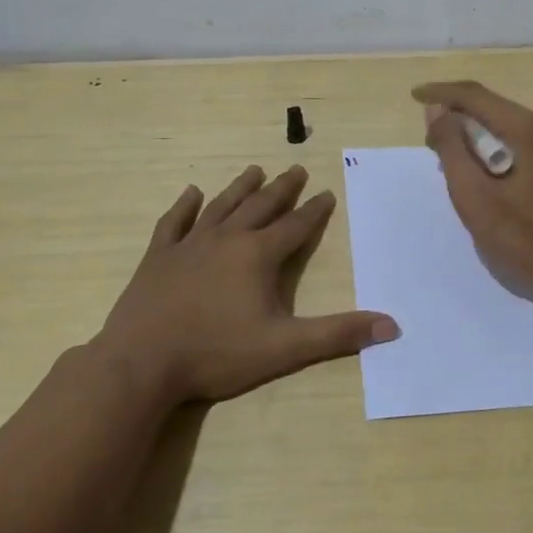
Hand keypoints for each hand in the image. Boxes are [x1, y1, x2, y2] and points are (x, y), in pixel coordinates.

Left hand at [95, 165, 398, 405]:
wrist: (141, 363)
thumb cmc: (216, 353)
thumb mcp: (285, 347)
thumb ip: (338, 334)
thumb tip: (391, 326)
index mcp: (258, 256)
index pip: (295, 226)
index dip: (314, 210)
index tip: (327, 192)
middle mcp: (227, 239)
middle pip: (261, 206)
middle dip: (282, 188)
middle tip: (297, 169)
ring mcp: (189, 245)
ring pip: (221, 206)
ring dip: (240, 187)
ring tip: (255, 170)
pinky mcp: (158, 257)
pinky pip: (175, 222)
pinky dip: (185, 206)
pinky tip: (192, 193)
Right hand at [413, 81, 532, 315]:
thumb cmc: (526, 240)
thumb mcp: (475, 196)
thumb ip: (452, 149)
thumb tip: (437, 110)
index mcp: (528, 128)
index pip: (475, 96)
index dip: (441, 94)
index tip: (413, 96)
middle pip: (492, 109)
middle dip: (457, 118)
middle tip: (429, 144)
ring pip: (507, 129)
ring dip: (475, 138)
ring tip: (450, 162)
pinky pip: (521, 146)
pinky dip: (494, 152)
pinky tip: (483, 177)